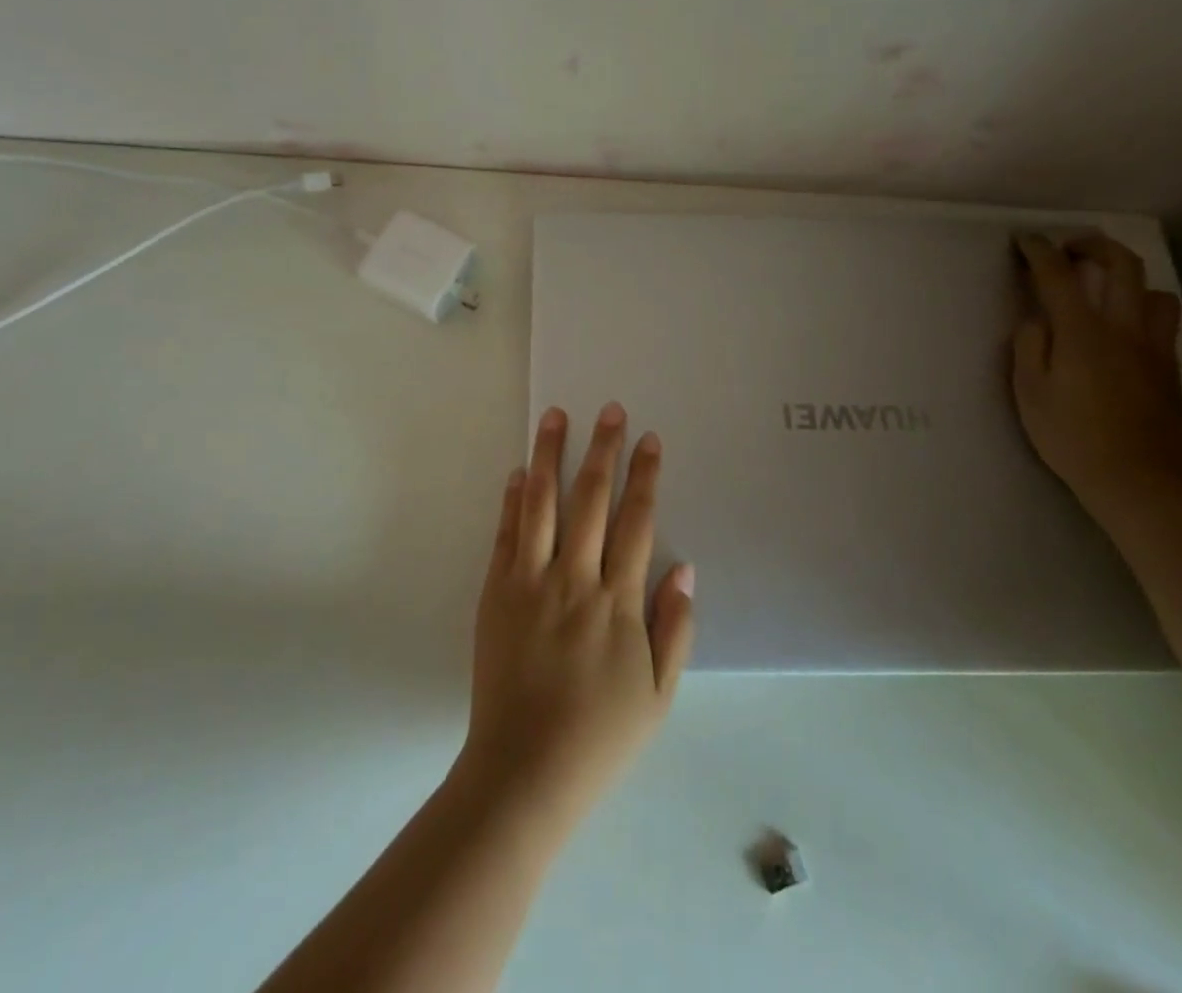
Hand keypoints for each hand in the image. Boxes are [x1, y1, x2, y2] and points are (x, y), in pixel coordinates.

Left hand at [453, 404, 695, 837]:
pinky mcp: (496, 592)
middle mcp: (574, 580)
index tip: (649, 439)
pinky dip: (513, 499)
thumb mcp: (657, 695)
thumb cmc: (599, 736)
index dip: (645, 477)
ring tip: (554, 416)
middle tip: (609, 410)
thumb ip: (674, 629)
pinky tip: (519, 471)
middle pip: (591, 500)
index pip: (636, 522)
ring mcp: (529, 582)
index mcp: (617, 602)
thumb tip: (685, 568)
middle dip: (603, 450)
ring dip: (549, 455)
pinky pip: (505, 535)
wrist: (523, 771)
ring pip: (542, 504)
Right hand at [1012, 234, 1181, 506]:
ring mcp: (1154, 348)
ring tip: (1105, 291)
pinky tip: (1122, 331)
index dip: (1040, 252)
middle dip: (1093, 246)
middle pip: (1122, 265)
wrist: (1136, 478)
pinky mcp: (1169, 369)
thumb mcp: (1029, 392)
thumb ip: (1030, 347)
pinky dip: (1141, 311)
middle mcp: (1125, 329)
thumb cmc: (1069, 435)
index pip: (1059, 276)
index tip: (1026, 241)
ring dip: (1128, 280)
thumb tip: (1037, 321)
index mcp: (1083, 333)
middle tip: (1069, 249)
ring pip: (1154, 292)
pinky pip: (1162, 323)